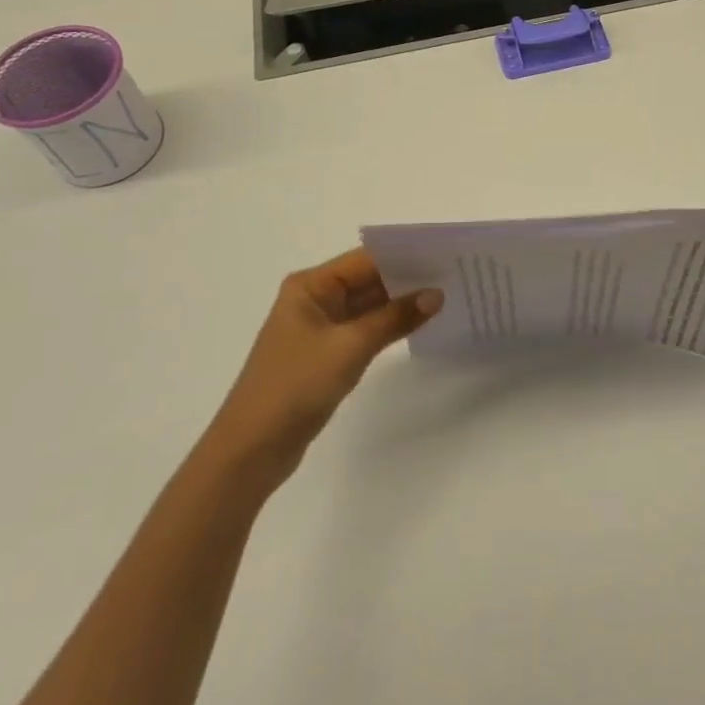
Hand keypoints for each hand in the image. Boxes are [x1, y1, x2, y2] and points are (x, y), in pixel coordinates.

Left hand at [203, 249, 442, 483]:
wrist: (251, 450)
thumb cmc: (295, 386)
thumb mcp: (350, 347)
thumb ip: (394, 318)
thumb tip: (436, 295)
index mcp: (310, 286)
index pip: (365, 259)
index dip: (404, 255)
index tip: (443, 254)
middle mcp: (313, 299)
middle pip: (368, 280)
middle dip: (407, 278)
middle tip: (453, 275)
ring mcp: (319, 328)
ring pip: (368, 306)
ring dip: (400, 304)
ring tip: (445, 296)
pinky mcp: (325, 355)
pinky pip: (364, 330)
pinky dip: (388, 327)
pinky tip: (418, 324)